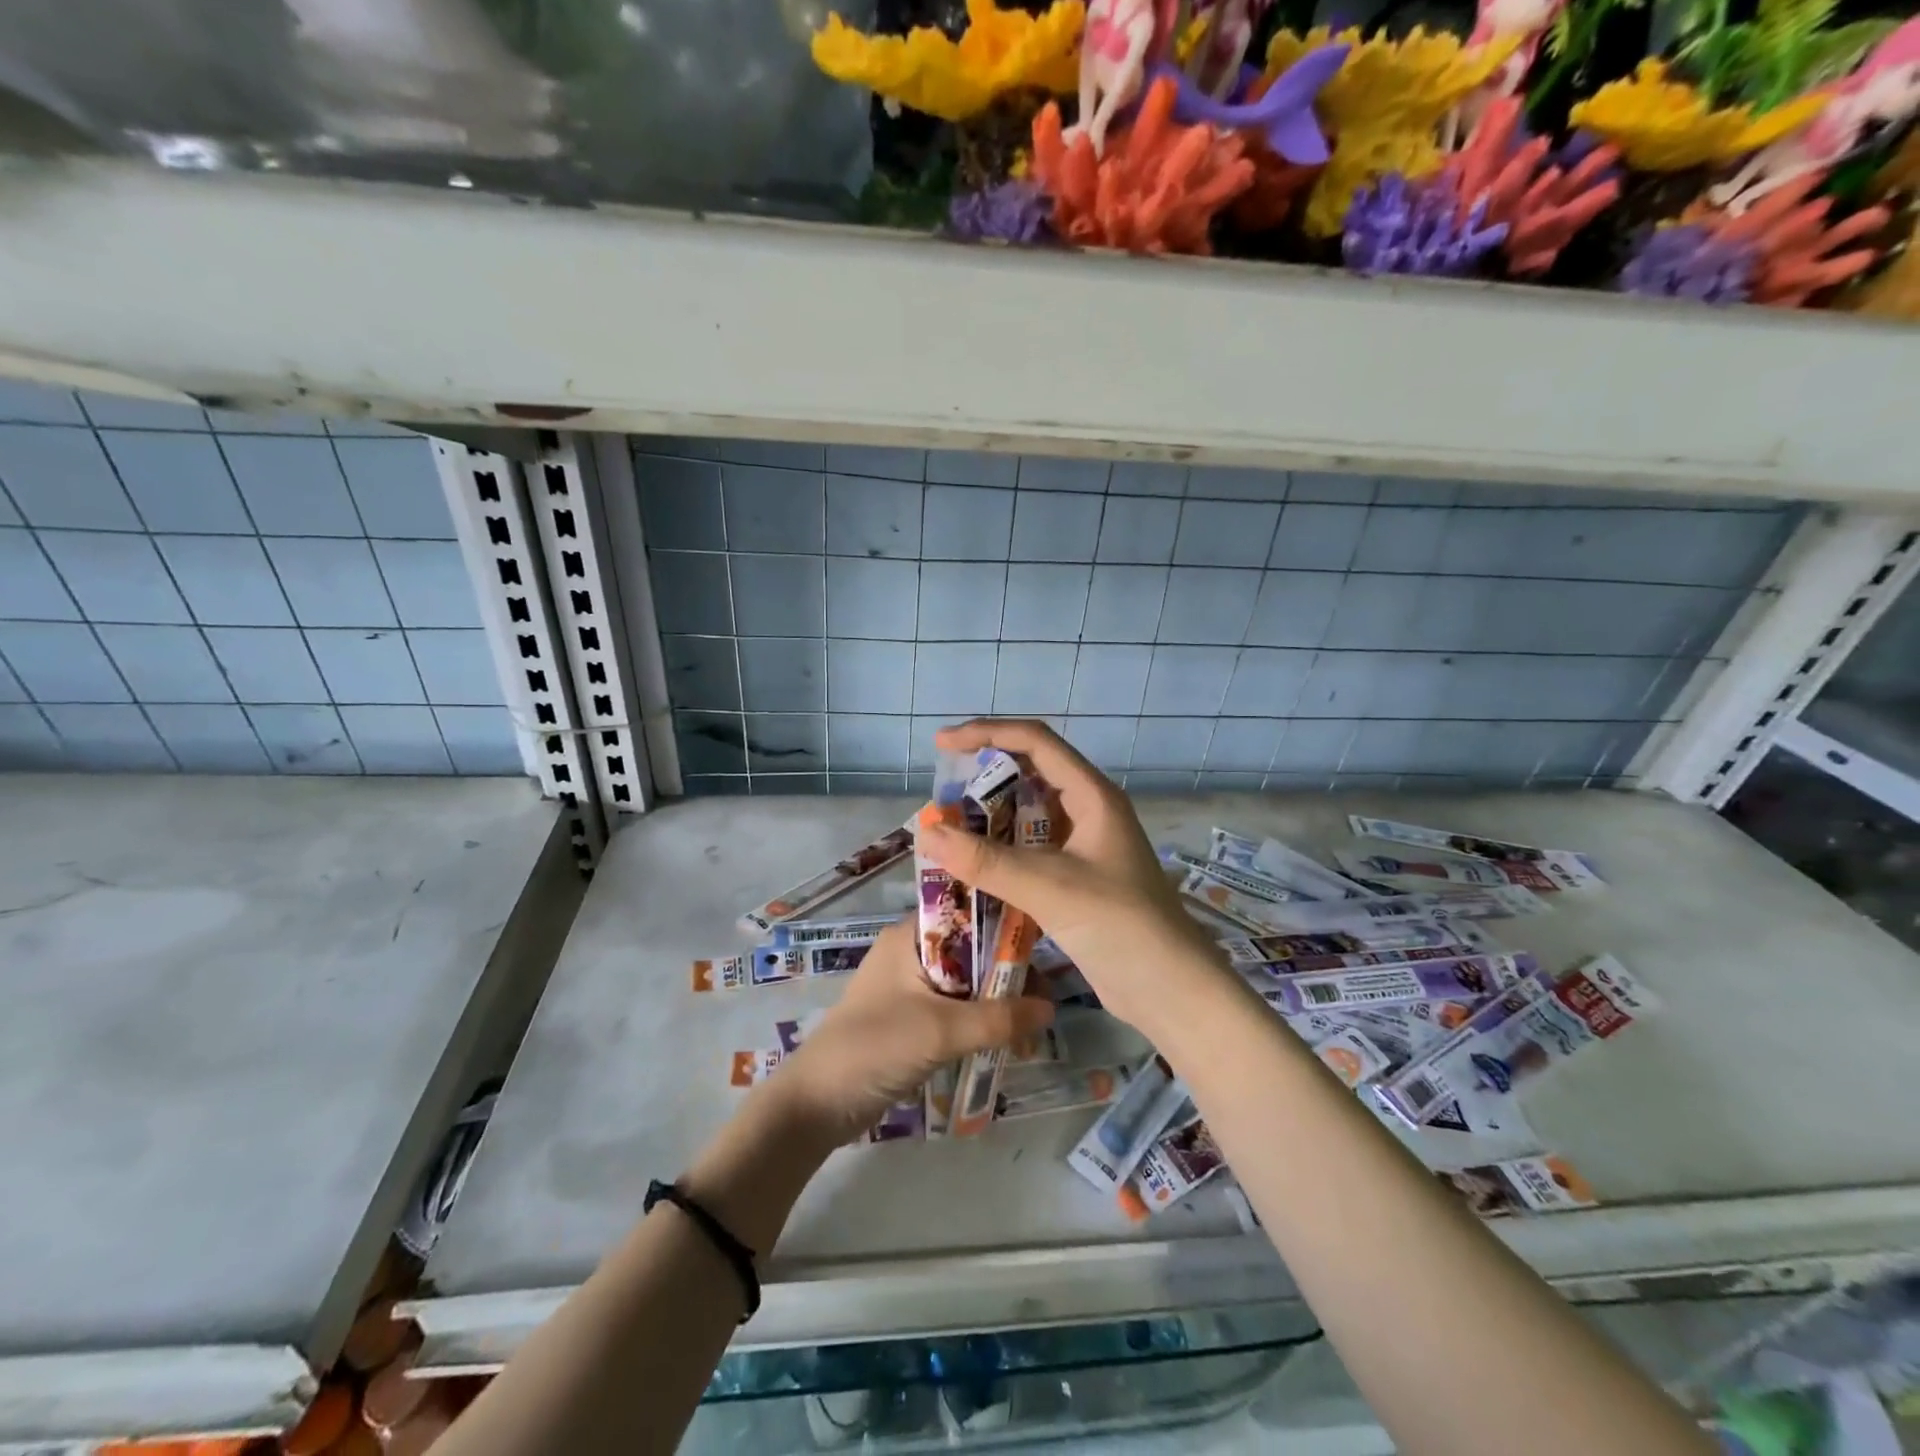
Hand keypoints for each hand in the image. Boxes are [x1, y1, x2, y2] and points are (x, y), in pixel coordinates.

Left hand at [770, 920, 1054, 1146]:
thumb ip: (998, 1018)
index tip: (1044, 944)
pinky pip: (955, 1009)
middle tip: (1044, 1000)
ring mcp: (909, 986)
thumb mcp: (942, 1030)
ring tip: (1030, 1028)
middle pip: (972, 949)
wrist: (816, 1104)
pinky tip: (1005, 1041)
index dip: (1005, 923)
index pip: (967, 912)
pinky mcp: (910, 1018)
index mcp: (910, 935)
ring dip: (996, 1002)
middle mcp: (911, 951)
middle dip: (1007, 973)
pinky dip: (979, 1021)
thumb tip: (1051, 1007)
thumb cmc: (875, 1047)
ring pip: (967, 982)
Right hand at [917, 719, 1228, 1032]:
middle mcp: (1088, 812)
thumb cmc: (1121, 925)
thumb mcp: (1050, 888)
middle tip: (941, 796)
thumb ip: (986, 861)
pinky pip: (1030, 852)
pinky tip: (971, 870)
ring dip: (989, 820)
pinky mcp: (1076, 879)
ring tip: (947, 832)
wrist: (1170, 991)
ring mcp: (1084, 847)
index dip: (987, 733)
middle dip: (984, 779)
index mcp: (1092, 796)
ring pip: (1028, 817)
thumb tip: (927, 833)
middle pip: (1030, 774)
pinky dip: (999, 854)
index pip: (1035, 742)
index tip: (942, 744)